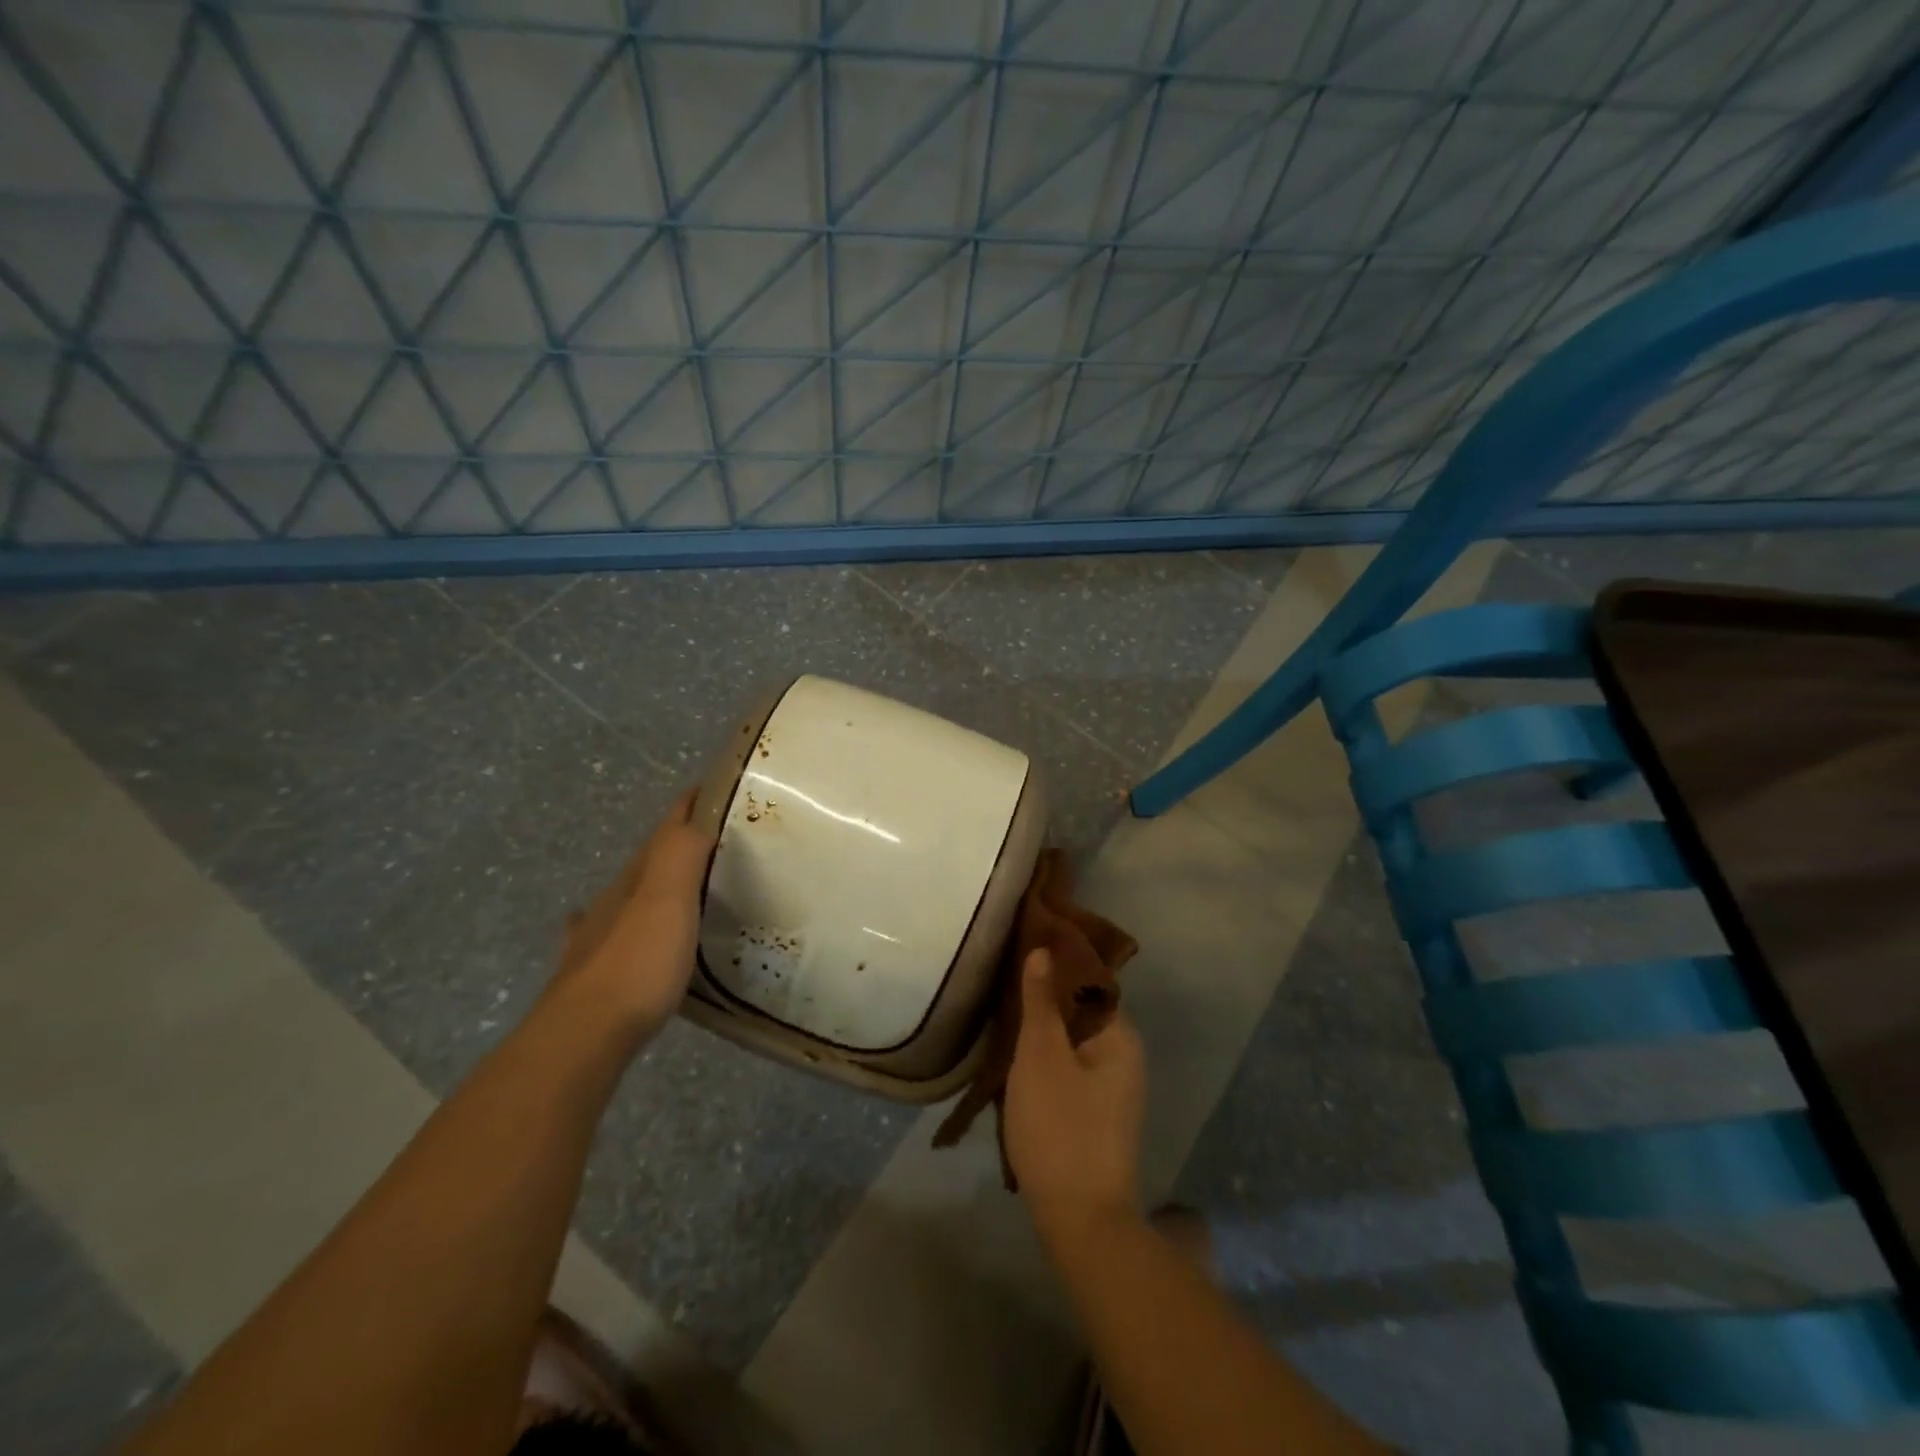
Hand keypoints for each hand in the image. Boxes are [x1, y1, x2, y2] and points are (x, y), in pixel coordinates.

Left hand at [557, 788, 713, 1035]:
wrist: (583, 1036)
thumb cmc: (636, 963)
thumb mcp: (666, 900)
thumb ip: (681, 855)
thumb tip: (698, 815)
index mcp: (635, 880)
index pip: (665, 830)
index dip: (689, 807)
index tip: (715, 789)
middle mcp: (613, 902)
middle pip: (647, 862)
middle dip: (677, 844)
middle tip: (717, 841)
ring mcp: (597, 938)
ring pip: (629, 897)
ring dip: (654, 883)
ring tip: (686, 885)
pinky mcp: (594, 976)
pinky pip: (613, 935)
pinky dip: (624, 924)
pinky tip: (615, 930)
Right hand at [1003, 948, 1146, 1244]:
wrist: (1080, 1220)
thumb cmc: (1060, 1126)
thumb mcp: (1041, 1055)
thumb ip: (1040, 1001)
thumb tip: (1044, 950)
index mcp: (1120, 1037)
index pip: (1089, 982)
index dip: (1057, 965)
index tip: (1022, 952)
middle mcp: (1125, 1058)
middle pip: (1080, 1013)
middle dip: (1044, 1001)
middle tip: (1004, 988)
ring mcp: (1113, 1091)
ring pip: (1072, 1044)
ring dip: (1041, 1034)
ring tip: (1003, 1021)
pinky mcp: (1097, 1117)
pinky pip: (1070, 1072)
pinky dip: (1045, 1063)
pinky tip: (1016, 1065)